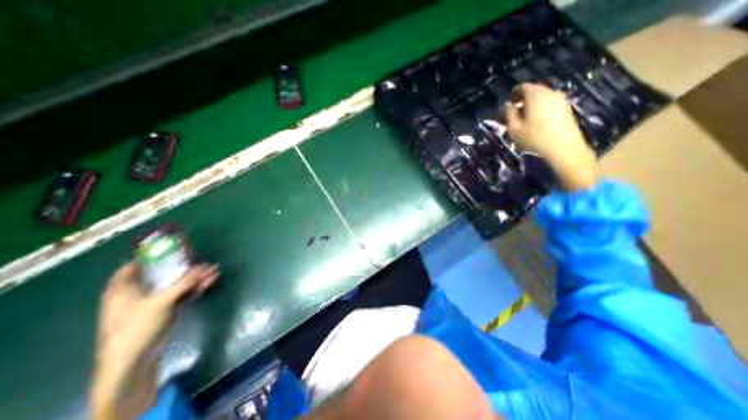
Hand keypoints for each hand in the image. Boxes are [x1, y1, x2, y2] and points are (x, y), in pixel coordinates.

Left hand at [90, 263, 216, 419]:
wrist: (135, 359)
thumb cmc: (136, 326)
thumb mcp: (160, 301)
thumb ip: (184, 282)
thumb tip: (205, 266)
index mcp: (125, 288)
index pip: (135, 266)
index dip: (152, 256)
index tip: (172, 248)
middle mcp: (139, 293)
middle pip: (163, 274)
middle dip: (184, 267)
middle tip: (202, 259)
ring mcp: (154, 302)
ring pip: (177, 284)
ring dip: (195, 277)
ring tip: (215, 269)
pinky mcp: (167, 310)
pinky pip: (183, 294)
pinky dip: (196, 288)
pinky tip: (211, 281)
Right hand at [505, 83, 599, 189]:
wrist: (564, 148)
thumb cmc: (534, 138)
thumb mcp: (514, 129)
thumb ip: (510, 115)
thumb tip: (509, 106)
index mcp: (536, 96)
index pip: (524, 87)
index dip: (515, 93)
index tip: (510, 104)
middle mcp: (550, 93)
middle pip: (535, 90)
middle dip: (524, 98)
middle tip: (516, 111)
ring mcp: (561, 100)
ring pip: (544, 96)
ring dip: (534, 103)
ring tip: (526, 117)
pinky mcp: (567, 108)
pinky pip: (551, 103)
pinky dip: (542, 107)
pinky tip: (538, 121)